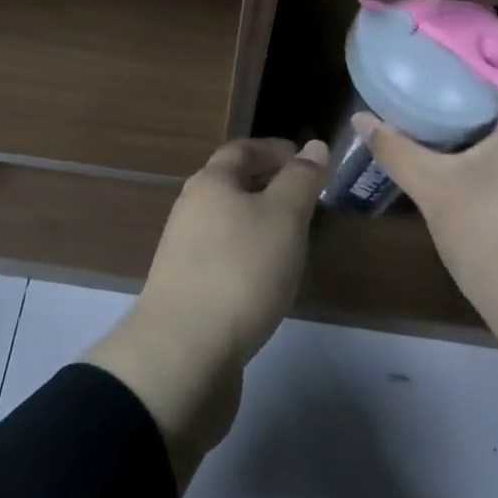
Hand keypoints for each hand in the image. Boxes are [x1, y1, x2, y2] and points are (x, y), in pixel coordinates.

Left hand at [84, 138, 327, 490]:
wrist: (183, 353)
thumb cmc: (240, 270)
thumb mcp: (284, 217)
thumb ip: (301, 180)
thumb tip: (314, 145)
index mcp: (211, 182)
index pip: (242, 149)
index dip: (275, 149)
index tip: (307, 160)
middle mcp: (192, 208)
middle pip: (231, 184)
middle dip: (268, 185)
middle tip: (307, 199)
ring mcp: (185, 251)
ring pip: (228, 221)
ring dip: (259, 222)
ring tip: (294, 238)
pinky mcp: (187, 289)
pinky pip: (223, 256)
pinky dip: (248, 255)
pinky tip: (268, 278)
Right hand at [356, 13, 497, 351]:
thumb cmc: (496, 241)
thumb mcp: (436, 191)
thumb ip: (398, 150)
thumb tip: (361, 117)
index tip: (485, 2)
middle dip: (495, 48)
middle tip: (450, 30)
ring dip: (491, 82)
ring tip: (447, 67)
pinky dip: (489, 115)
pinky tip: (456, 124)